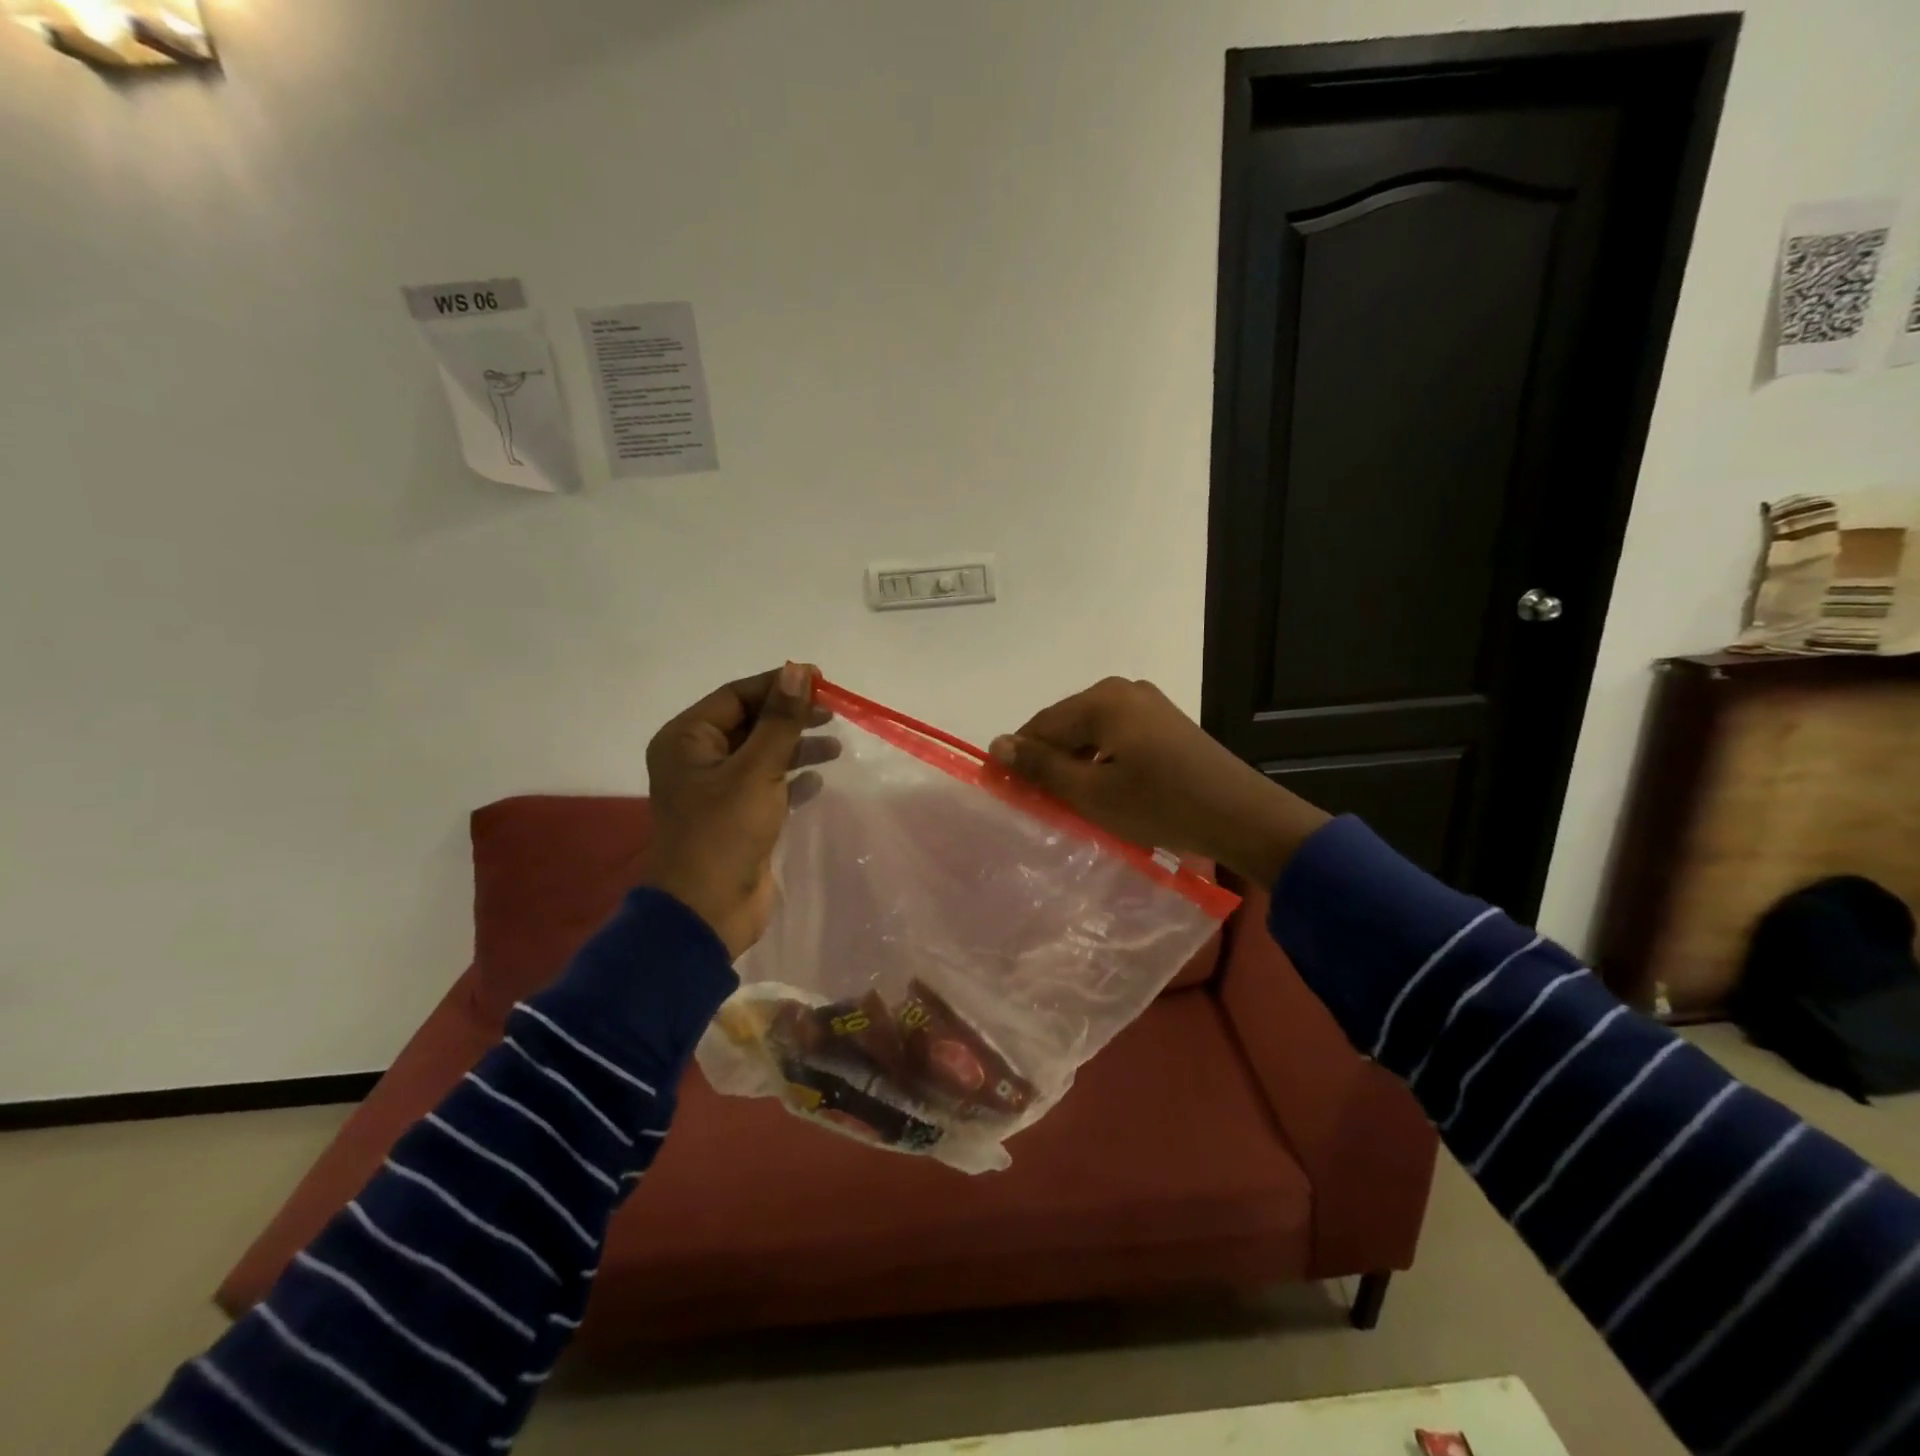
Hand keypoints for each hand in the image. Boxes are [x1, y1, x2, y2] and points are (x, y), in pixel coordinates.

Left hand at [644, 663, 837, 957]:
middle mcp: (697, 759)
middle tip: (833, 713)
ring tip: (835, 747)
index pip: (736, 696)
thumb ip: (780, 721)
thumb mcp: (756, 770)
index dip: (779, 685)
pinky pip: (767, 785)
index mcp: (686, 739)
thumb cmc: (725, 832)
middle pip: (750, 723)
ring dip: (797, 747)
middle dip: (791, 717)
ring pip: (762, 754)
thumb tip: (798, 670)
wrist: (707, 911)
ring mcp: (716, 790)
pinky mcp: (736, 818)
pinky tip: (819, 781)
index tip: (821, 680)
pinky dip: (792, 780)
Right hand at [989, 677, 1328, 886]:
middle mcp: (1122, 689)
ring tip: (1070, 801)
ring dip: (1075, 763)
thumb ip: (1041, 767)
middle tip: (1039, 802)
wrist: (1241, 815)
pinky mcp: (1165, 721)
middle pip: (1066, 725)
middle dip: (1049, 761)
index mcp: (1101, 699)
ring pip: (1090, 732)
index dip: (1019, 759)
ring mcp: (1147, 702)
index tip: (1006, 792)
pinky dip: (1102, 760)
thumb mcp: (1091, 792)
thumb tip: (997, 745)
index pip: (1040, 725)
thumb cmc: (1159, 804)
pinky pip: (1116, 736)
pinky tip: (1104, 789)